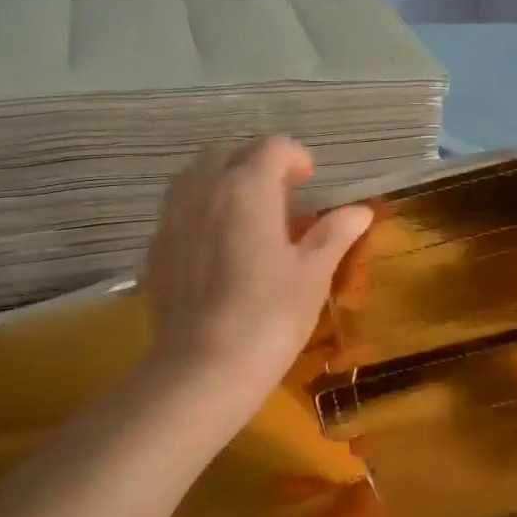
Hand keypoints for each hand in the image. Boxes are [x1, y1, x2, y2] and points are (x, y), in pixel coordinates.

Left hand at [143, 137, 372, 409]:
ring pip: (197, 177)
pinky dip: (202, 211)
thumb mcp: (312, 274)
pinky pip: (180, 210)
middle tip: (281, 200)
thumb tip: (360, 211)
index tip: (310, 184)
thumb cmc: (269, 316)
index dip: (296, 158)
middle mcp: (204, 190)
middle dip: (256, 165)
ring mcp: (172, 217)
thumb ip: (334, 233)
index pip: (273, 147)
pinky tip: (219, 249)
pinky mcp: (156, 248)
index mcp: (246, 188)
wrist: (202, 369)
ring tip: (249, 219)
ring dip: (225, 183)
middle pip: (228, 152)